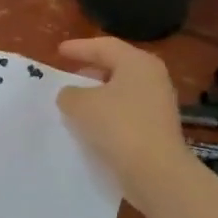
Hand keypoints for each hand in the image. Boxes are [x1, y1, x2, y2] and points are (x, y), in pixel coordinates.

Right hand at [56, 37, 190, 186]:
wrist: (155, 171)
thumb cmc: (117, 126)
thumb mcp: (80, 104)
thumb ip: (69, 93)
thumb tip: (72, 95)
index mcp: (137, 63)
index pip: (105, 46)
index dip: (79, 47)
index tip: (59, 51)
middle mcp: (153, 78)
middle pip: (117, 66)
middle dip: (92, 69)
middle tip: (70, 73)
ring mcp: (158, 104)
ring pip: (122, 90)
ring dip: (99, 94)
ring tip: (76, 101)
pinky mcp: (157, 128)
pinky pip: (127, 111)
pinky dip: (108, 112)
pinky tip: (92, 124)